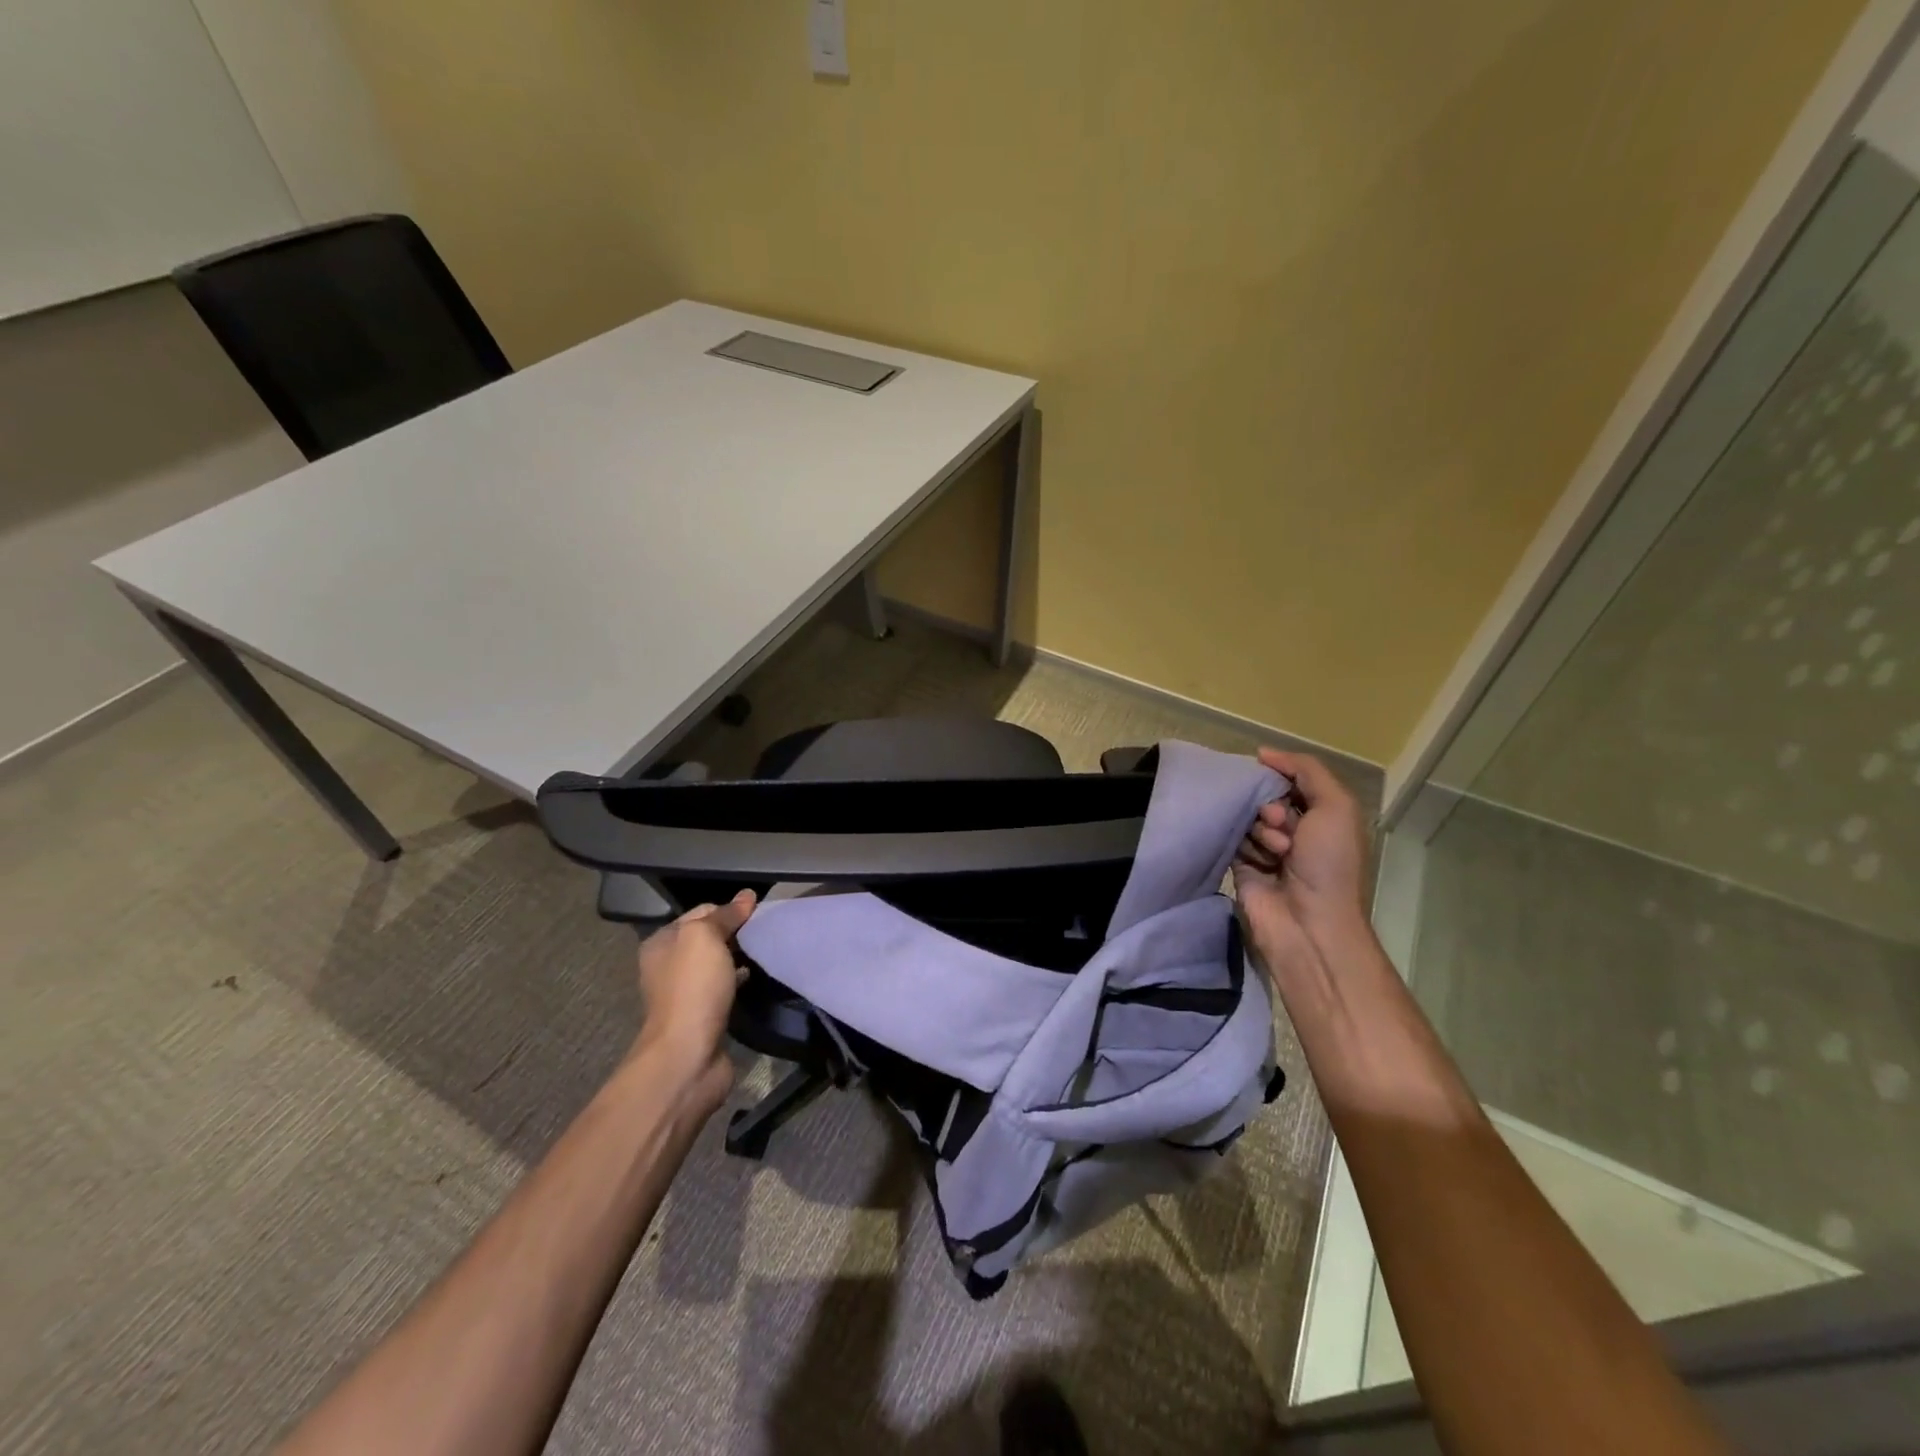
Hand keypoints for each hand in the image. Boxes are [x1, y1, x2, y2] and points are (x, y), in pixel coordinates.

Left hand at [631, 890, 755, 1102]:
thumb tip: (747, 896)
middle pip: (710, 938)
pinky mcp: (703, 1016)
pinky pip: (725, 988)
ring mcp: (685, 992)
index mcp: (662, 942)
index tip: (758, 913)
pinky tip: (757, 979)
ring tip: (767, 952)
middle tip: (766, 932)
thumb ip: (725, 915)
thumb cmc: (692, 988)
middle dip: (736, 933)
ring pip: (718, 964)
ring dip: (740, 958)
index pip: (701, 911)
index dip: (729, 909)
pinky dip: (740, 982)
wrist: (687, 1054)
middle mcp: (668, 965)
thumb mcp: (705, 937)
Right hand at [1233, 750, 1370, 971]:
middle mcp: (1296, 830)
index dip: (1281, 776)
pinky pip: (1231, 839)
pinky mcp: (1241, 865)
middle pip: (1266, 796)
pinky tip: (1257, 862)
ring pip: (1247, 817)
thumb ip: (1306, 770)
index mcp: (1323, 815)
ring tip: (1275, 853)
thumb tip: (1263, 753)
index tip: (1272, 780)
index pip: (1291, 779)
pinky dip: (1243, 845)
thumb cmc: (1330, 864)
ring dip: (1260, 831)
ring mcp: (1267, 849)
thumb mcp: (1336, 806)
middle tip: (1280, 824)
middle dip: (1271, 806)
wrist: (1308, 923)